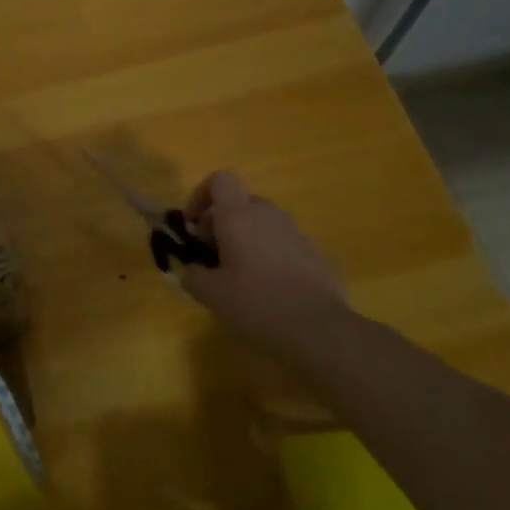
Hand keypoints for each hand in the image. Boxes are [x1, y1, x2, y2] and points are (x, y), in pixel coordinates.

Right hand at [179, 170, 346, 345]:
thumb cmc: (255, 303)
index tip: (194, 226)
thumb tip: (191, 269)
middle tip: (213, 255)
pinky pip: (283, 243)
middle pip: (240, 203)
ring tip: (240, 273)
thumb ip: (192, 274)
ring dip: (246, 238)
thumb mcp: (209, 293)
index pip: (219, 180)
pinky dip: (269, 254)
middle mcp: (269, 215)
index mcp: (239, 216)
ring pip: (263, 223)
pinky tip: (268, 287)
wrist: (318, 328)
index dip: (201, 196)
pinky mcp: (315, 253)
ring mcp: (296, 233)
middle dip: (222, 223)